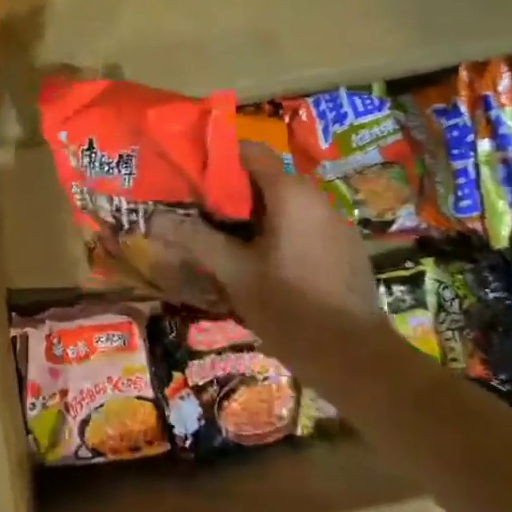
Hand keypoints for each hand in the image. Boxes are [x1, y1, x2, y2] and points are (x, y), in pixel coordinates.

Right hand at [147, 142, 376, 324]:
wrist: (358, 360)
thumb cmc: (290, 308)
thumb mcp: (235, 274)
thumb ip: (196, 240)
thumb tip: (153, 219)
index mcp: (291, 192)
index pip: (251, 151)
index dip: (220, 160)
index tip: (194, 181)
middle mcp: (317, 196)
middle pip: (267, 178)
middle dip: (233, 194)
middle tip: (204, 217)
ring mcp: (337, 222)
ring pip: (287, 204)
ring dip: (257, 216)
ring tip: (229, 243)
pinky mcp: (347, 248)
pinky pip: (306, 225)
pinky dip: (283, 233)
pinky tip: (266, 265)